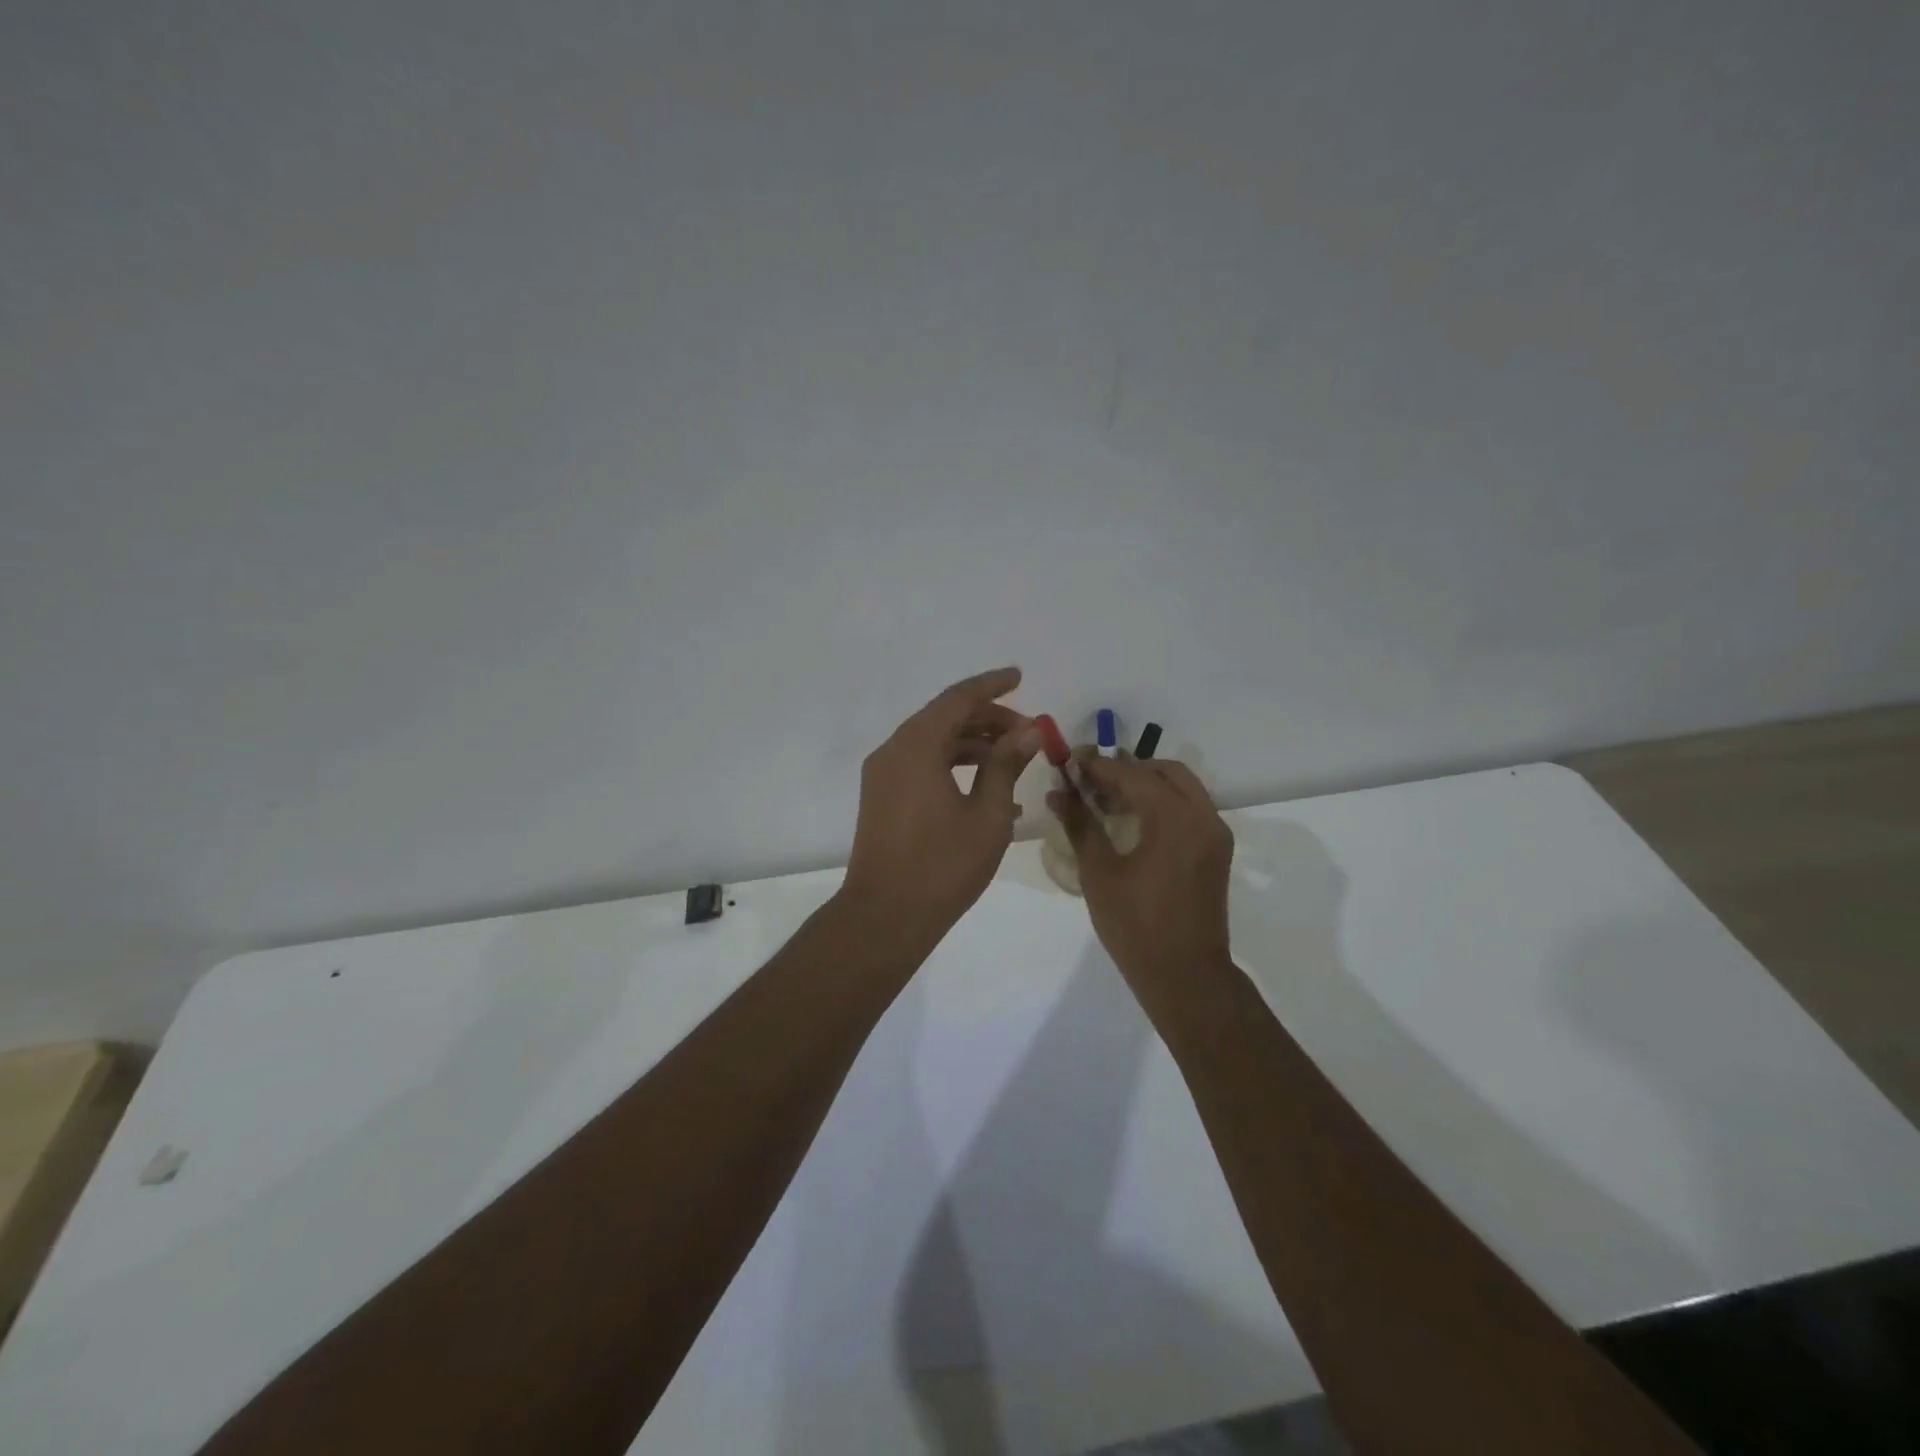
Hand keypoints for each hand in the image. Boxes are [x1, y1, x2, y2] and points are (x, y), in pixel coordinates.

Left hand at [841, 667, 1040, 946]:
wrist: (885, 917)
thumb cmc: (942, 865)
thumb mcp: (987, 814)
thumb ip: (1006, 765)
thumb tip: (1027, 730)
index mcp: (916, 746)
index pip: (958, 699)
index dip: (992, 685)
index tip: (1020, 676)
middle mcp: (893, 751)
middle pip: (944, 719)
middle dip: (988, 719)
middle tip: (1028, 732)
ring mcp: (883, 776)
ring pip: (933, 743)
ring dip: (974, 746)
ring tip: (1015, 762)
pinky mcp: (881, 798)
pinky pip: (922, 767)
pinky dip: (954, 768)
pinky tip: (989, 792)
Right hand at [1050, 754, 1234, 994]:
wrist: (1185, 976)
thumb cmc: (1136, 926)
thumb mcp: (1099, 873)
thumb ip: (1080, 826)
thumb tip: (1057, 793)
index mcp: (1176, 819)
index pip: (1133, 775)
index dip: (1099, 766)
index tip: (1071, 762)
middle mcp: (1203, 817)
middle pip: (1165, 772)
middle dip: (1127, 769)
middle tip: (1091, 779)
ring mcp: (1215, 834)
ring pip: (1182, 788)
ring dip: (1147, 784)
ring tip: (1107, 798)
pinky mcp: (1216, 851)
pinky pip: (1190, 809)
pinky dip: (1163, 803)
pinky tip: (1132, 820)